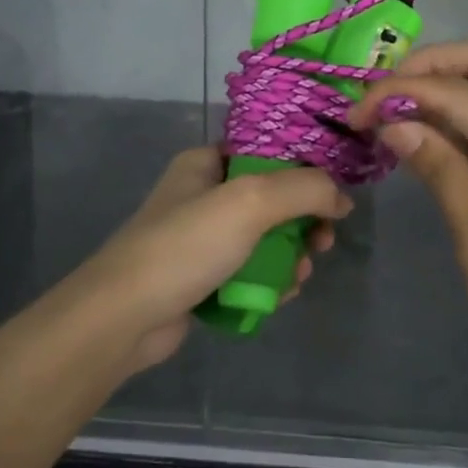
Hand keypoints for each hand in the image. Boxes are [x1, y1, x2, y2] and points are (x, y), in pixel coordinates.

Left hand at [67, 146, 348, 370]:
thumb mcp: (250, 202)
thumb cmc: (186, 245)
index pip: (267, 152)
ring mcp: (201, 238)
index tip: (334, 197)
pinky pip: (249, 271)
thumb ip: (304, 190)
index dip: (306, 170)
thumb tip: (342, 198)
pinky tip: (280, 296)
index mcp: (206, 163)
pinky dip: (269, 280)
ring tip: (299, 276)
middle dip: (302, 222)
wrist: (125, 316)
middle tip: (322, 243)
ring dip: (290, 256)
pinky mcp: (202, 276)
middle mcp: (203, 194)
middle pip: (272, 198)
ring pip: (264, 239)